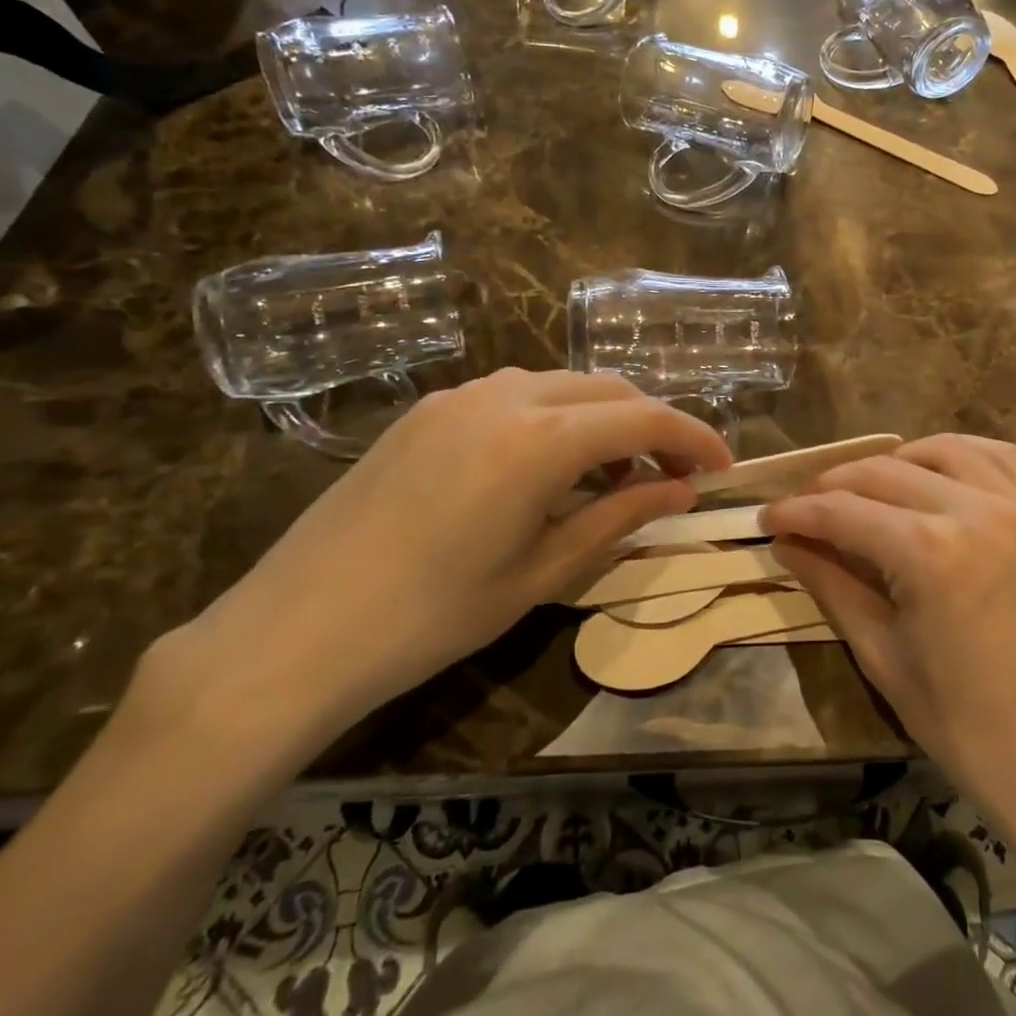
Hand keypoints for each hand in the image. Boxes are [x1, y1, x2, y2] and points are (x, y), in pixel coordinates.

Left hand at [147, 369, 729, 763]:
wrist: (294, 631)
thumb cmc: (432, 616)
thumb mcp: (542, 572)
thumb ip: (620, 517)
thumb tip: (682, 491)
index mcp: (540, 439)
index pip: (645, 418)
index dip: (694, 438)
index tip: (722, 467)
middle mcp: (506, 395)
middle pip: (609, 389)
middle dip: (653, 426)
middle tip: (673, 477)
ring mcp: (460, 395)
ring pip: (562, 384)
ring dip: (603, 419)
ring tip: (613, 476)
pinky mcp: (428, 408)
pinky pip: (515, 393)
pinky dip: (555, 417)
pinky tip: (548, 466)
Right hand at [763, 435, 1015, 876]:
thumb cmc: (970, 731)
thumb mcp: (885, 658)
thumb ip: (833, 586)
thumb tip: (787, 544)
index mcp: (929, 554)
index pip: (843, 512)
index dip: (797, 512)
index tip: (768, 517)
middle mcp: (977, 511)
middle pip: (884, 472)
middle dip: (834, 485)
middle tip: (806, 507)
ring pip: (943, 451)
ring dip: (896, 462)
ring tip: (870, 489)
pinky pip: (1003, 459)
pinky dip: (961, 457)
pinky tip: (940, 477)